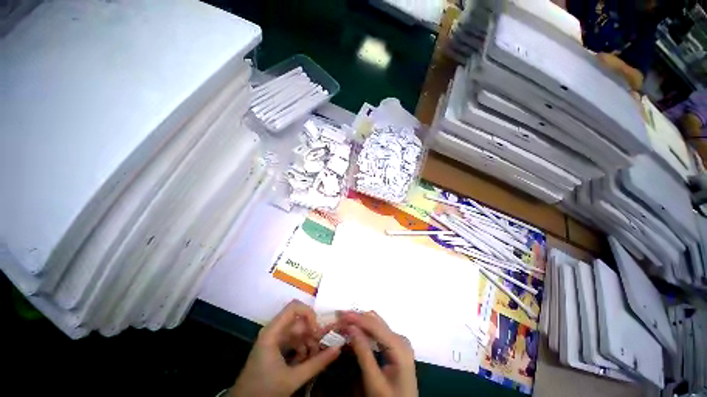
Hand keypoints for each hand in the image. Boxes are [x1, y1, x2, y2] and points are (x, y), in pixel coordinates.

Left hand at [230, 300, 340, 396]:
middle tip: (321, 347)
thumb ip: (317, 363)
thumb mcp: (293, 378)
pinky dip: (301, 348)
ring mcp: (273, 339)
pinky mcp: (274, 347)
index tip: (317, 330)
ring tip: (314, 357)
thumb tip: (338, 349)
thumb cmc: (265, 390)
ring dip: (307, 342)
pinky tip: (304, 362)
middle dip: (311, 333)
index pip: (294, 307)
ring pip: (297, 331)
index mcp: (273, 332)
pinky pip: (292, 340)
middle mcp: (273, 330)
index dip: (309, 313)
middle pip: (298, 321)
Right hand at [338, 311, 417, 396]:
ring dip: (360, 321)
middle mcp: (400, 339)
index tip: (340, 315)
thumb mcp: (375, 382)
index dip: (357, 318)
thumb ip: (363, 354)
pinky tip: (354, 330)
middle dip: (357, 318)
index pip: (374, 325)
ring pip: (376, 324)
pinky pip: (378, 331)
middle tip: (339, 318)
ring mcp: (398, 341)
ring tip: (344, 321)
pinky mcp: (394, 346)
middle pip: (375, 321)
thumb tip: (351, 328)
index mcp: (399, 346)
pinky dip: (365, 329)